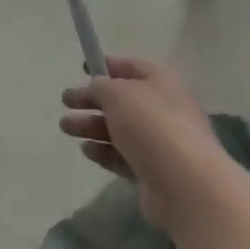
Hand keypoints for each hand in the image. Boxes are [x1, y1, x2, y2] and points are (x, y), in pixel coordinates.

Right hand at [59, 56, 220, 229]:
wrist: (185, 183)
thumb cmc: (151, 126)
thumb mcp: (118, 95)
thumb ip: (100, 87)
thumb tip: (95, 87)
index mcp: (162, 83)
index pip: (133, 67)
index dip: (108, 65)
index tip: (82, 69)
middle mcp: (163, 109)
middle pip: (123, 100)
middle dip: (92, 100)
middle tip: (64, 102)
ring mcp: (160, 142)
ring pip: (119, 129)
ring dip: (91, 126)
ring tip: (65, 128)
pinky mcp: (152, 171)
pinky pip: (122, 156)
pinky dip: (103, 151)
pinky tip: (85, 150)